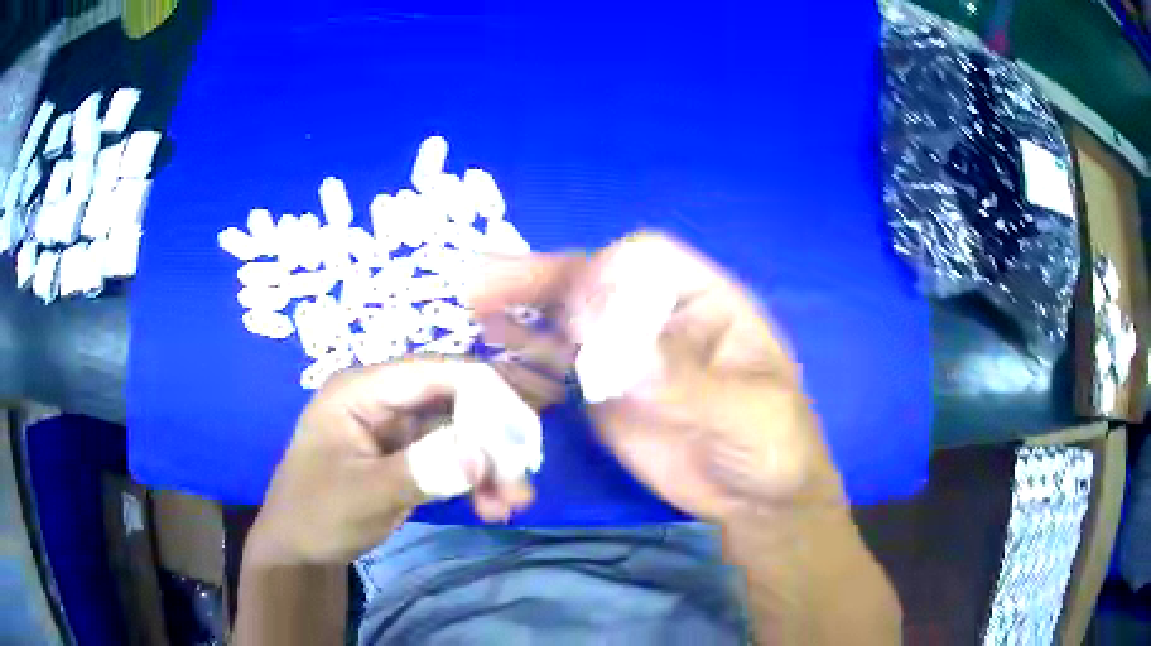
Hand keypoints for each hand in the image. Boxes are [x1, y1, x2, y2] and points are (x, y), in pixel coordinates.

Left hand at [248, 357, 562, 565]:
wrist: (298, 549)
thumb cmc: (315, 515)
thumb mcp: (361, 496)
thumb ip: (418, 472)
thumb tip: (480, 454)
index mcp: (362, 389)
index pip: (437, 371)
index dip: (487, 395)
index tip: (524, 436)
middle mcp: (384, 398)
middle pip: (455, 399)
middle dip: (494, 438)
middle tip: (522, 479)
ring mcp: (397, 427)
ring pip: (460, 431)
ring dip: (490, 464)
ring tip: (513, 503)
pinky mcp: (407, 454)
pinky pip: (453, 456)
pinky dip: (476, 479)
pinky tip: (493, 507)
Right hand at [470, 232, 844, 522]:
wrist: (755, 499)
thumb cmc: (771, 445)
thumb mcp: (744, 414)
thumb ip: (686, 385)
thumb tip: (620, 360)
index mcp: (704, 301)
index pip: (648, 259)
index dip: (607, 272)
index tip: (573, 304)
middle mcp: (657, 317)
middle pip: (596, 283)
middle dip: (541, 279)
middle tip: (481, 279)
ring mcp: (626, 356)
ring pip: (569, 321)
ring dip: (522, 313)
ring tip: (471, 307)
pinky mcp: (604, 395)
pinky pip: (561, 367)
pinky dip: (527, 358)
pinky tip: (492, 353)